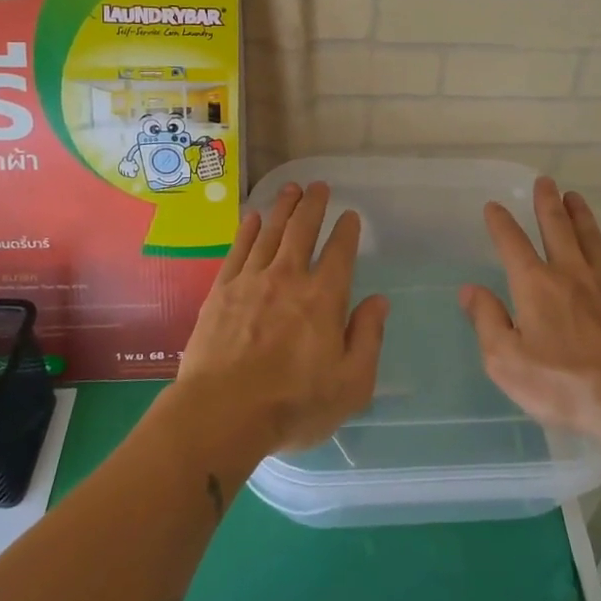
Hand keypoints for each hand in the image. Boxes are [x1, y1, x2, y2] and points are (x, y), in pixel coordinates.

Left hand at [174, 182, 387, 457]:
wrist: (221, 413)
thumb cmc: (293, 405)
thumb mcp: (351, 384)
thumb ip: (367, 338)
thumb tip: (379, 301)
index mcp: (323, 298)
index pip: (339, 253)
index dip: (346, 231)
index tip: (350, 216)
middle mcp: (288, 278)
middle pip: (302, 231)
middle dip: (313, 205)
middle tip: (319, 186)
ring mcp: (251, 281)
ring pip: (270, 232)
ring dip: (283, 208)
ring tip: (291, 189)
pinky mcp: (221, 292)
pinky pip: (238, 250)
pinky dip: (247, 231)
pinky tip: (252, 218)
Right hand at [461, 178, 600, 438]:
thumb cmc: (563, 384)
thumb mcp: (507, 361)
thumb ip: (487, 321)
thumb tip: (470, 289)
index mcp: (535, 285)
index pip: (512, 243)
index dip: (501, 223)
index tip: (494, 206)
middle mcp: (569, 273)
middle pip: (556, 227)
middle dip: (547, 203)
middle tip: (545, 181)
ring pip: (589, 236)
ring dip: (579, 214)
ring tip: (574, 196)